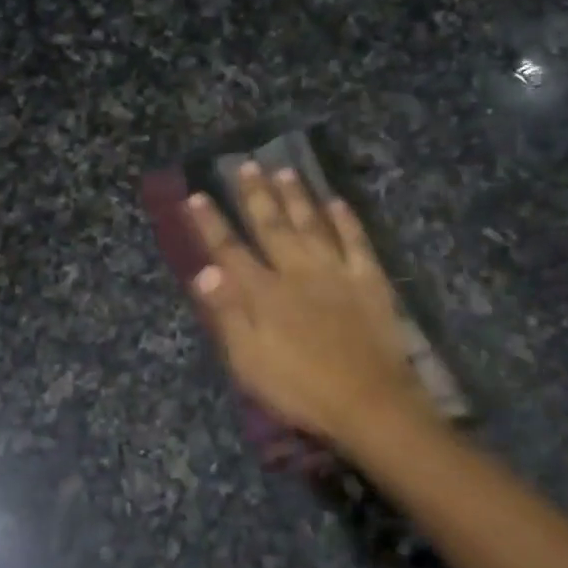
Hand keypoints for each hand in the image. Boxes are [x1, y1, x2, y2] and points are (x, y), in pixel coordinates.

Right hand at [187, 163, 439, 448]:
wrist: (369, 403)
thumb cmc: (300, 389)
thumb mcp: (249, 361)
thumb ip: (227, 314)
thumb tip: (203, 271)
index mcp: (263, 293)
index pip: (229, 251)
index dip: (211, 223)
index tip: (198, 195)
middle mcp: (296, 272)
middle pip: (271, 226)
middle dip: (255, 195)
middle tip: (245, 164)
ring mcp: (335, 272)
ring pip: (312, 225)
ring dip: (297, 197)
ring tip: (285, 170)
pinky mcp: (369, 281)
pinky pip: (356, 242)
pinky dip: (346, 220)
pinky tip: (337, 201)